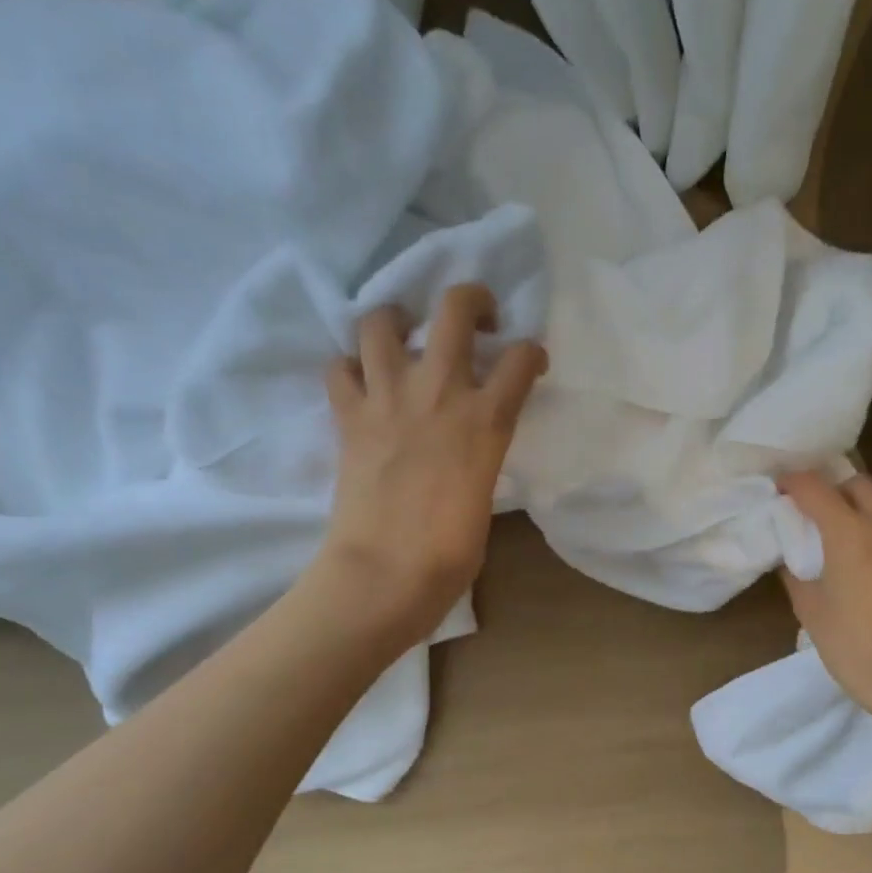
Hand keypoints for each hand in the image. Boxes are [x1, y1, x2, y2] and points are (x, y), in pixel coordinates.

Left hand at [316, 284, 546, 649]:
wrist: (386, 572)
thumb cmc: (450, 552)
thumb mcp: (485, 492)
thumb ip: (482, 451)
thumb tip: (471, 440)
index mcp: (487, 420)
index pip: (522, 358)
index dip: (532, 353)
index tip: (529, 364)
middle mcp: (440, 392)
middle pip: (455, 308)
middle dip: (472, 300)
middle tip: (477, 321)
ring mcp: (388, 398)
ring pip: (382, 321)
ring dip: (398, 320)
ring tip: (407, 338)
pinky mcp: (348, 416)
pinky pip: (339, 368)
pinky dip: (350, 368)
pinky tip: (364, 384)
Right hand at [777, 471, 871, 723]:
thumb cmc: (854, 646)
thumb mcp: (810, 612)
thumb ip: (797, 577)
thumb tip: (791, 560)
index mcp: (847, 532)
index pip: (814, 487)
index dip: (794, 482)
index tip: (783, 489)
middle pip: (862, 485)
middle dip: (839, 491)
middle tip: (826, 513)